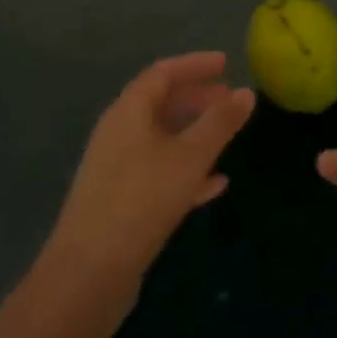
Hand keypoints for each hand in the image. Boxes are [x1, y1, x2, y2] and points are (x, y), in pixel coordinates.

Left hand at [43, 52, 253, 306]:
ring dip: (194, 132)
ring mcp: (117, 169)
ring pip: (161, 138)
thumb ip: (220, 122)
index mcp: (129, 112)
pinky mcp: (121, 201)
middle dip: (197, 98)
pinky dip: (187, 168)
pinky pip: (159, 171)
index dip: (195, 65)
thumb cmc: (143, 199)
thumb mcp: (191, 156)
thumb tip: (247, 91)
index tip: (226, 63)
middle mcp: (118, 134)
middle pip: (160, 103)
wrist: (89, 274)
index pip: (162, 73)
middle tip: (230, 98)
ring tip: (227, 134)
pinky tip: (215, 183)